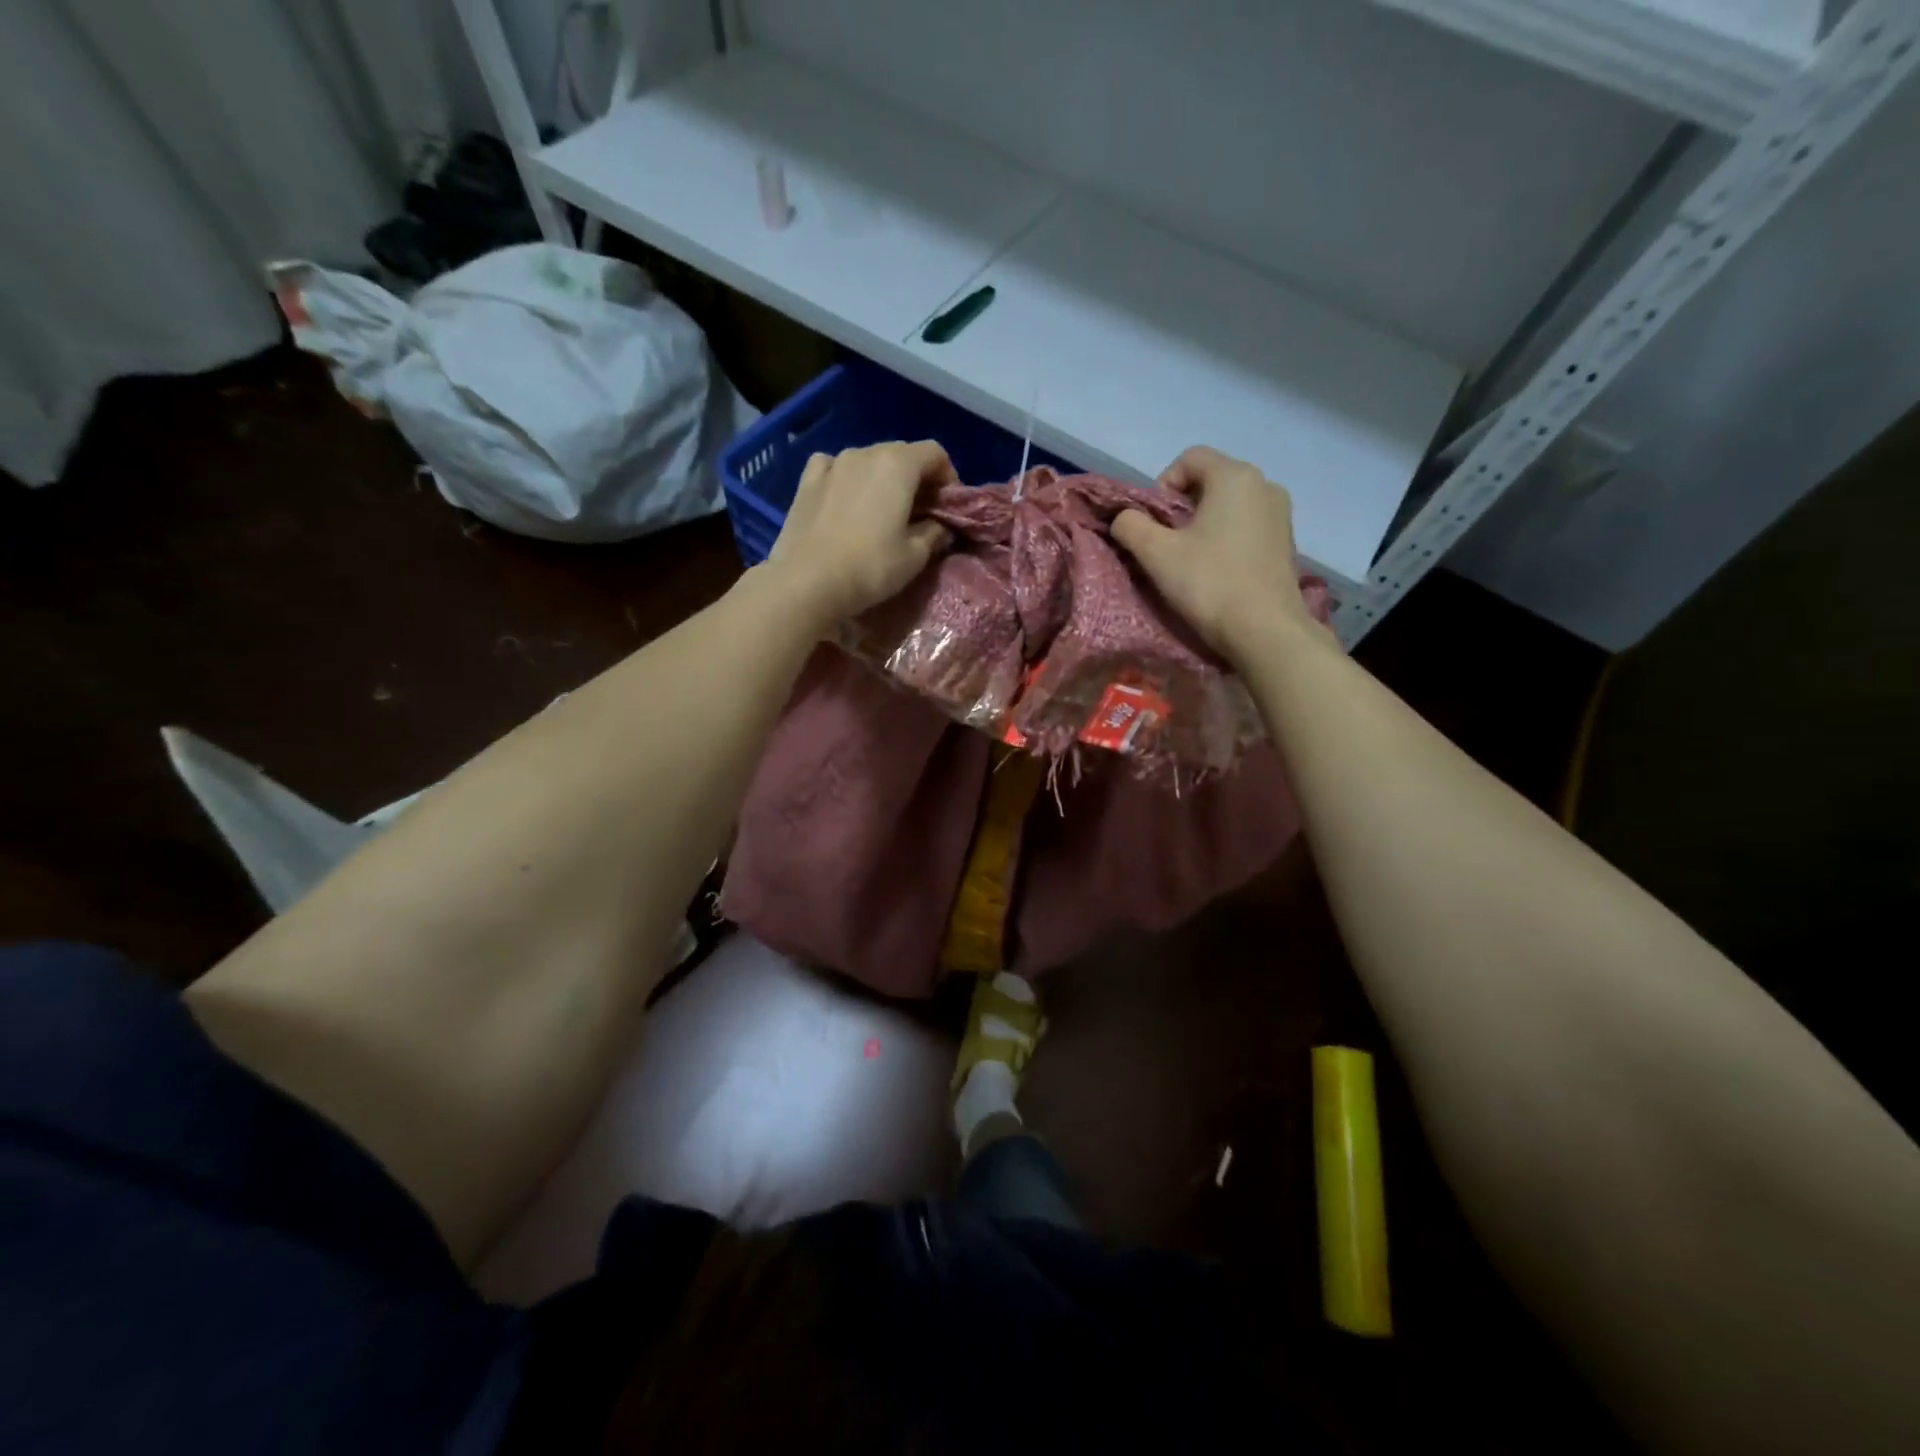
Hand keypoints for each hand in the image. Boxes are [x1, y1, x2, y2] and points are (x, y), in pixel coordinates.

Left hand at [766, 442, 955, 623]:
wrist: (806, 583)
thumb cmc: (870, 568)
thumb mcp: (915, 556)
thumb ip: (935, 533)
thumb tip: (941, 526)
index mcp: (897, 465)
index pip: (935, 453)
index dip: (948, 477)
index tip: (947, 507)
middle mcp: (865, 453)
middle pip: (902, 454)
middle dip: (916, 478)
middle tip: (920, 512)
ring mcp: (832, 464)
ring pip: (868, 460)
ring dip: (882, 479)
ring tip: (882, 511)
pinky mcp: (806, 482)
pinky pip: (834, 468)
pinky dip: (846, 478)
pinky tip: (846, 498)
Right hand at [1111, 446, 1319, 661]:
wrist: (1265, 630)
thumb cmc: (1209, 584)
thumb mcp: (1156, 554)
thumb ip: (1131, 526)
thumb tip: (1125, 518)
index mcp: (1235, 476)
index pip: (1190, 458)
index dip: (1162, 484)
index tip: (1155, 523)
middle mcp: (1264, 484)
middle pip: (1211, 479)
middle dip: (1182, 506)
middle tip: (1167, 543)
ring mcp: (1281, 514)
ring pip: (1230, 504)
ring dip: (1204, 523)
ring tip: (1191, 559)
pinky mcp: (1286, 542)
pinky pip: (1247, 525)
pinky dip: (1227, 538)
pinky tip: (1217, 570)